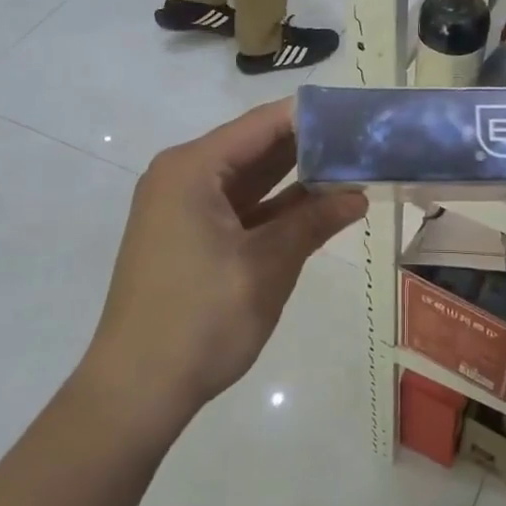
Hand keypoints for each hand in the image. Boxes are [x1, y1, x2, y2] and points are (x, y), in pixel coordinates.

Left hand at [84, 100, 366, 429]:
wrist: (138, 390)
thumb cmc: (203, 318)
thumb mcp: (268, 265)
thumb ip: (313, 221)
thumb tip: (358, 193)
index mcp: (193, 169)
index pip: (264, 124)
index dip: (313, 117)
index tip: (360, 115)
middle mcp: (184, 176)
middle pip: (257, 147)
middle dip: (311, 146)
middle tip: (367, 142)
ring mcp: (185, 208)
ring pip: (252, 178)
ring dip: (298, 178)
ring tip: (355, 168)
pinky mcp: (191, 236)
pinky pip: (241, 208)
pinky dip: (278, 208)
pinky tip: (322, 207)